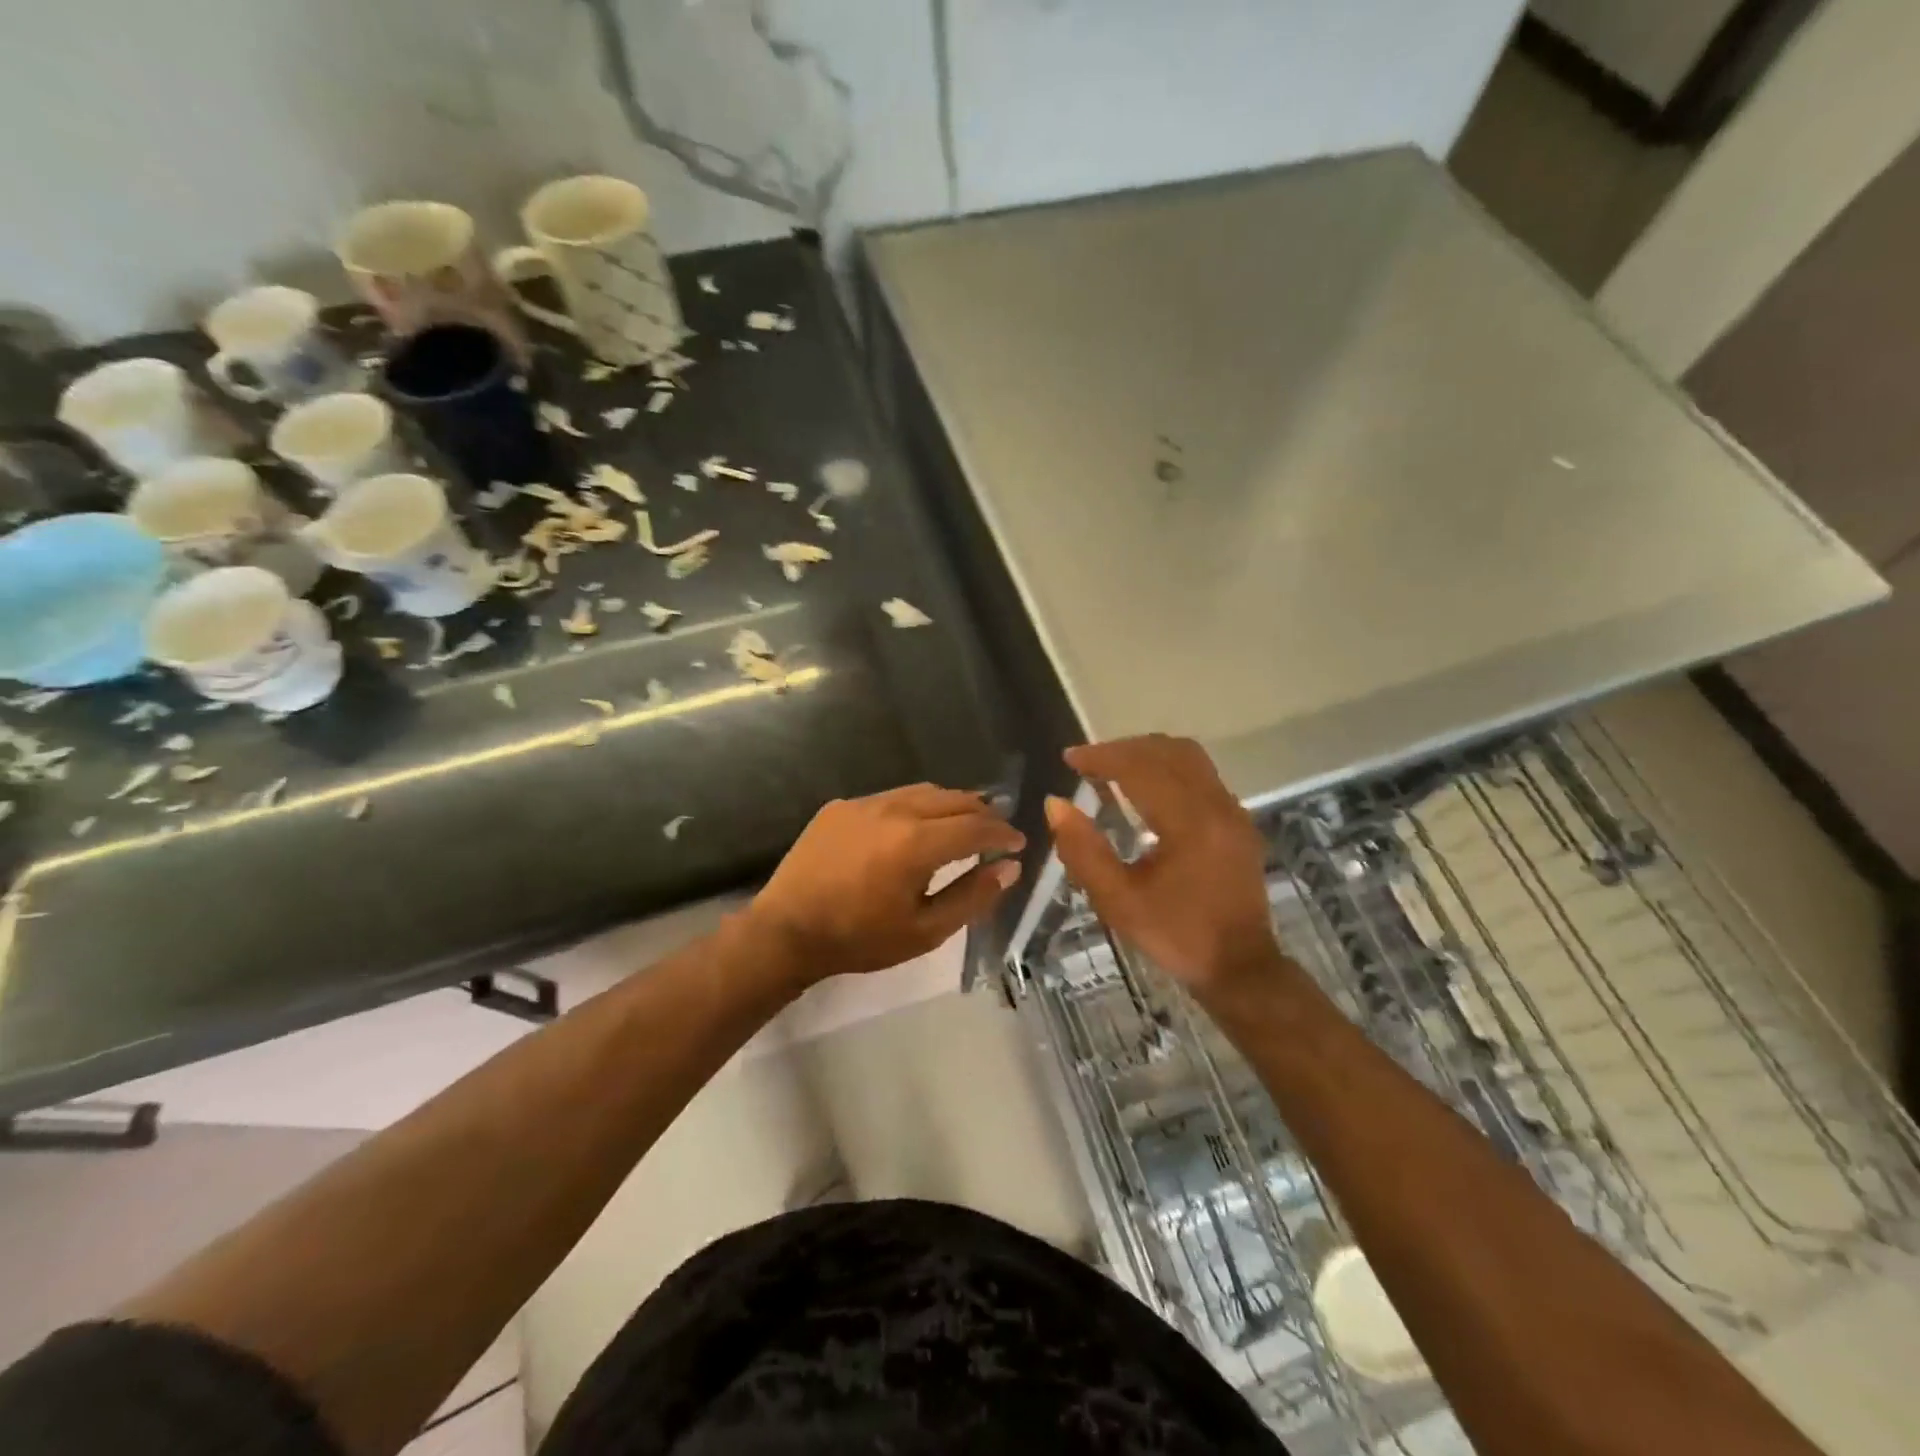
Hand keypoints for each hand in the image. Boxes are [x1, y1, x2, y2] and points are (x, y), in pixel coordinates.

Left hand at [747, 783, 1024, 984]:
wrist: (786, 931)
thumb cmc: (860, 939)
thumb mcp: (925, 930)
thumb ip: (972, 896)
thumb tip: (1009, 868)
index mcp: (917, 842)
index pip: (976, 826)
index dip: (1003, 833)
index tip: (1018, 842)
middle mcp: (895, 810)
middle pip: (953, 799)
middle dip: (982, 812)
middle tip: (996, 831)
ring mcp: (864, 803)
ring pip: (922, 792)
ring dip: (949, 805)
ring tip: (961, 823)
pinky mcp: (841, 806)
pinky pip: (890, 798)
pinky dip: (914, 807)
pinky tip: (911, 829)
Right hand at [1047, 735, 1283, 998]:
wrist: (1240, 968)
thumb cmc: (1175, 935)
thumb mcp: (1118, 901)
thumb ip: (1083, 851)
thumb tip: (1055, 804)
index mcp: (1189, 822)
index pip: (1141, 767)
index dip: (1102, 756)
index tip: (1070, 759)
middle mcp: (1217, 805)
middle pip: (1169, 751)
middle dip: (1124, 749)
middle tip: (1089, 762)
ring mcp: (1233, 812)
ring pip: (1190, 758)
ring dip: (1149, 754)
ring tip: (1114, 768)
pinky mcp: (1238, 823)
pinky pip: (1202, 775)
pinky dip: (1169, 769)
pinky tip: (1147, 790)